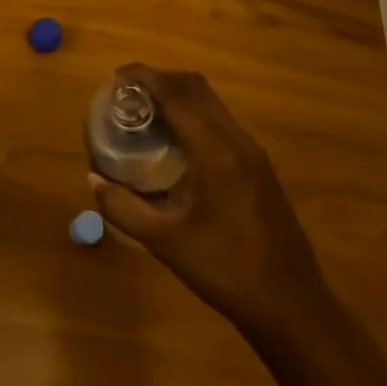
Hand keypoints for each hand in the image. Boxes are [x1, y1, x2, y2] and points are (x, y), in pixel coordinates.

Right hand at [91, 66, 336, 349]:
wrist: (293, 308)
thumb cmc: (227, 272)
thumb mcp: (166, 243)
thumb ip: (124, 208)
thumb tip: (93, 180)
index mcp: (216, 153)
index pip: (177, 94)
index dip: (146, 77)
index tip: (117, 77)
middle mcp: (238, 142)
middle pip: (197, 88)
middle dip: (160, 79)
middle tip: (127, 92)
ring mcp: (253, 153)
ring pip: (212, 102)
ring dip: (179, 94)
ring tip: (146, 111)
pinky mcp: (260, 167)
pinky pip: (221, 121)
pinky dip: (194, 113)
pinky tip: (176, 140)